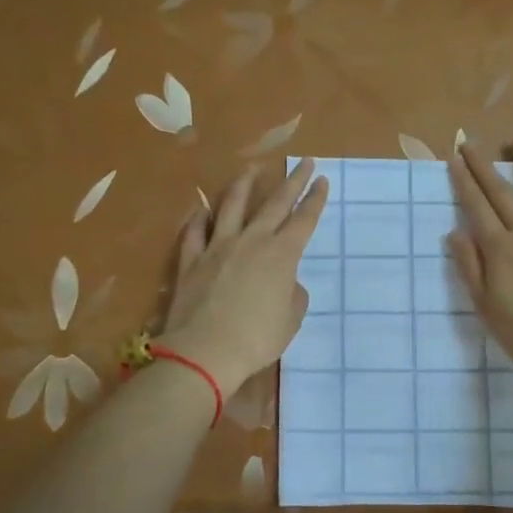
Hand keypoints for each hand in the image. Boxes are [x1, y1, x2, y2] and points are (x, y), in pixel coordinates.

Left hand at [160, 159, 328, 391]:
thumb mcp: (290, 320)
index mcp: (281, 255)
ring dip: (244, 185)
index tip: (322, 180)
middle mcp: (251, 241)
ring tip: (251, 169)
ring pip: (231, 206)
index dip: (315, 199)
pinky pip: (194, 232)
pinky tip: (201, 210)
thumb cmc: (257, 339)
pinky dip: (199, 219)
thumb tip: (286, 283)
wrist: (204, 351)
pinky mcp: (190, 261)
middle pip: (274, 203)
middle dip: (291, 180)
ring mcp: (217, 247)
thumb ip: (293, 295)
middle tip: (302, 161)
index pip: (304, 220)